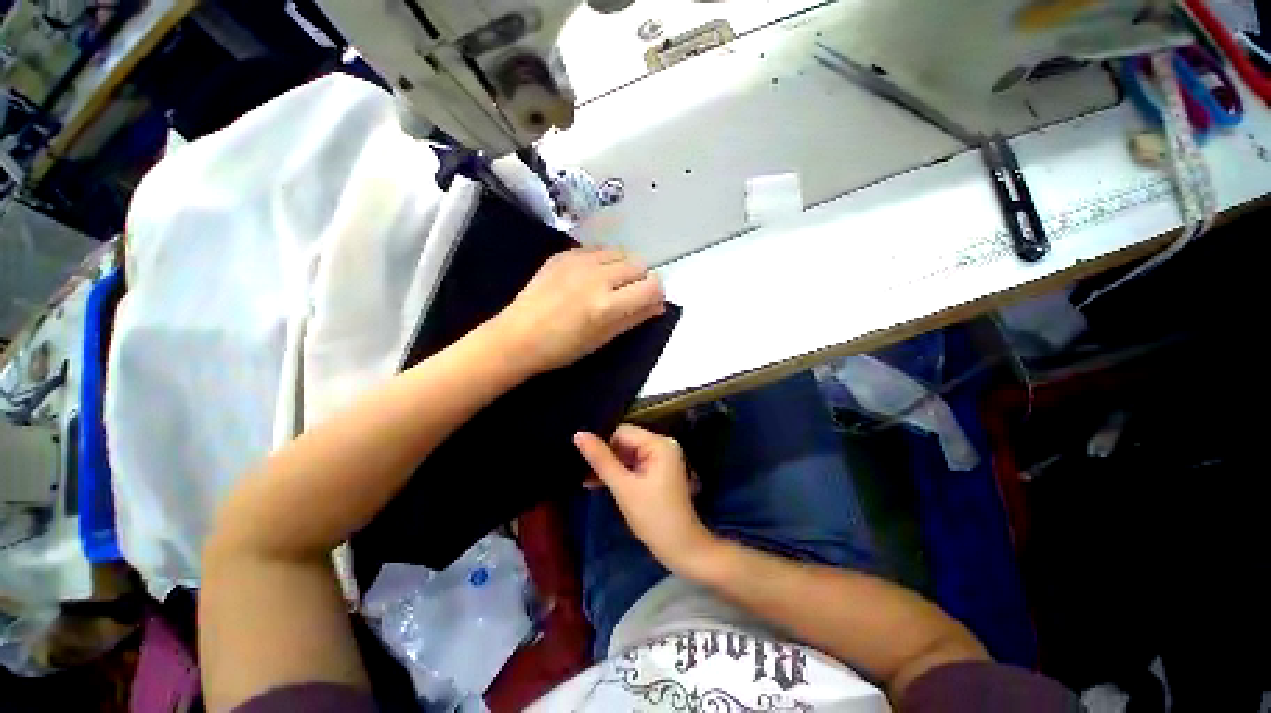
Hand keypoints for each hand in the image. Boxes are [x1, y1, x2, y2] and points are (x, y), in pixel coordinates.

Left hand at [491, 247, 664, 375]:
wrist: (518, 336)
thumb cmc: (563, 348)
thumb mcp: (604, 338)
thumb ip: (635, 318)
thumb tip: (659, 305)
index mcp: (608, 305)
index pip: (652, 286)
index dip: (656, 294)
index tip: (648, 302)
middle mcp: (597, 276)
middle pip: (639, 264)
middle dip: (640, 280)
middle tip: (627, 296)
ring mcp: (578, 261)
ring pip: (620, 252)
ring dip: (623, 267)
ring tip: (608, 285)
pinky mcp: (563, 254)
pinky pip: (597, 249)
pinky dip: (603, 261)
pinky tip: (589, 277)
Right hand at [574, 425, 717, 573]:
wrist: (681, 548)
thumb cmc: (653, 516)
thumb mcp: (623, 487)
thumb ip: (601, 460)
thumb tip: (579, 434)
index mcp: (659, 443)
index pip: (622, 432)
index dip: (603, 445)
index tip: (583, 462)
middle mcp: (663, 445)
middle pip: (626, 442)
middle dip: (606, 457)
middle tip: (583, 473)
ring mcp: (662, 458)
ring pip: (627, 454)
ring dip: (610, 466)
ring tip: (588, 481)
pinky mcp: (659, 471)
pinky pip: (634, 464)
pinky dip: (620, 473)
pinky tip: (600, 484)